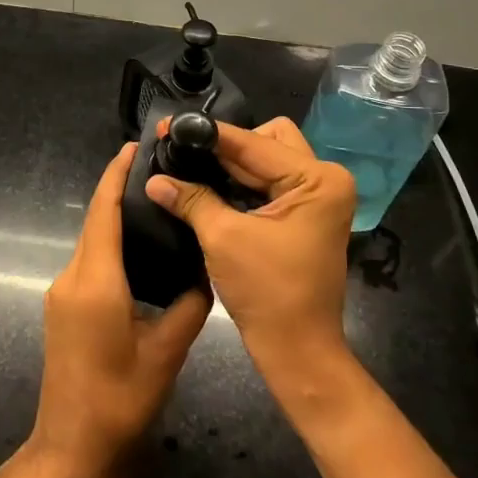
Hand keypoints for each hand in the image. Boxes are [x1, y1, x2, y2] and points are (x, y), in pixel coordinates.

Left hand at [26, 143, 210, 477]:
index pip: (103, 211)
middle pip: (96, 221)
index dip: (115, 175)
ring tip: (158, 203)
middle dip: (119, 190)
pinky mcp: (63, 308)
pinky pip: (89, 262)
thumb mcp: (167, 353)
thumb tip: (205, 270)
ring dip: (116, 217)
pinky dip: (111, 244)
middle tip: (161, 171)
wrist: (71, 453)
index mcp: (95, 281)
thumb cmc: (120, 403)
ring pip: (92, 241)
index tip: (135, 146)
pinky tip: (140, 248)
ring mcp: (62, 293)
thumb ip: (189, 305)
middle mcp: (72, 278)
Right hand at [144, 117, 356, 377]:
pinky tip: (208, 185)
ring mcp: (317, 197)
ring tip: (189, 164)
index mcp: (316, 179)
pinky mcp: (305, 214)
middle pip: (265, 141)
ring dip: (230, 164)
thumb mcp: (223, 237)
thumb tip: (153, 177)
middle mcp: (324, 179)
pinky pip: (269, 182)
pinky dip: (241, 183)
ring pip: (266, 159)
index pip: (253, 142)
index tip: (169, 126)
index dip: (208, 134)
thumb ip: (190, 198)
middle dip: (224, 147)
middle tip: (183, 152)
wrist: (298, 351)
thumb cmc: (267, 293)